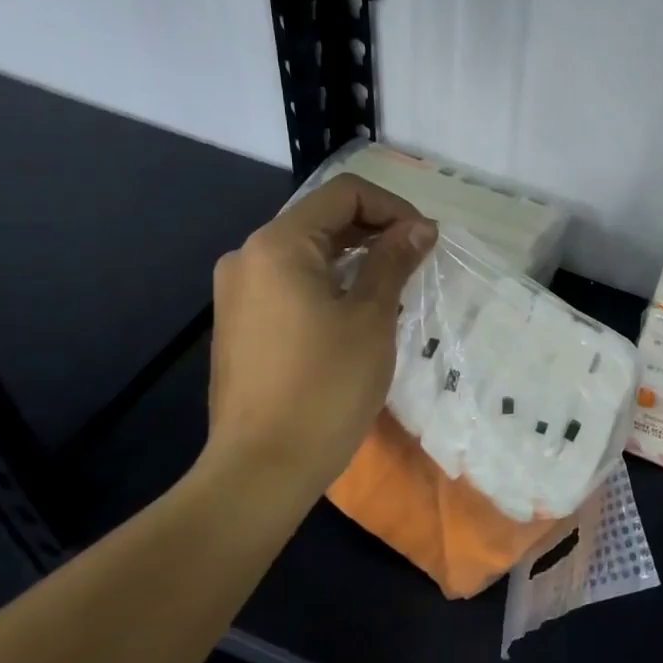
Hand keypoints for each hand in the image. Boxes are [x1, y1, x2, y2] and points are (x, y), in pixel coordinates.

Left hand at [201, 174, 435, 493]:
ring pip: (306, 253)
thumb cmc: (325, 387)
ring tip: (393, 288)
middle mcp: (248, 256)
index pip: (344, 194)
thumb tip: (420, 227)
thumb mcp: (372, 318)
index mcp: (278, 245)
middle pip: (321, 219)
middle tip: (417, 262)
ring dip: (354, 259)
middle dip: (375, 231)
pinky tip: (355, 313)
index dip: (392, 207)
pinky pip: (289, 283)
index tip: (425, 241)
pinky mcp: (239, 323)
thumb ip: (394, 262)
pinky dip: (328, 283)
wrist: (262, 468)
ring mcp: (237, 292)